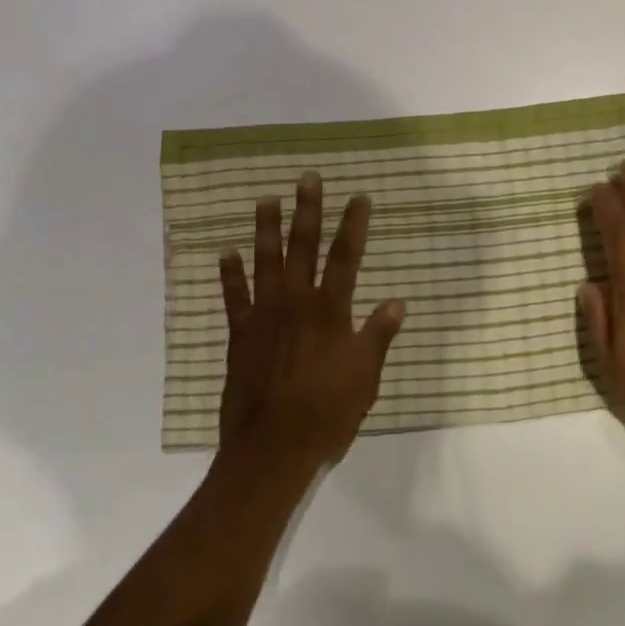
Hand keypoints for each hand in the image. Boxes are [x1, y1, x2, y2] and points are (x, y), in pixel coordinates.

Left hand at [217, 171, 406, 476]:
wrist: (273, 447)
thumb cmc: (328, 412)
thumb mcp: (366, 376)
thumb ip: (378, 335)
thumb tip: (398, 302)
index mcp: (331, 311)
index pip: (347, 257)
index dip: (354, 224)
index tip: (359, 196)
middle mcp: (297, 303)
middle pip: (303, 247)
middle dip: (308, 210)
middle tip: (307, 178)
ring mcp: (264, 316)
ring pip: (265, 262)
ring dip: (266, 229)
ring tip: (266, 199)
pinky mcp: (240, 335)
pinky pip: (233, 297)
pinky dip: (230, 274)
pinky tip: (226, 252)